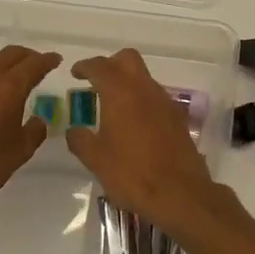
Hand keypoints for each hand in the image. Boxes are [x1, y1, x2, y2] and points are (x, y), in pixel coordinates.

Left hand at [0, 43, 62, 221]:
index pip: (34, 64)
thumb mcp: (21, 151)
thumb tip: (38, 120)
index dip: (47, 60)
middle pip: (10, 53)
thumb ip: (35, 130)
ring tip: (0, 73)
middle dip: (26, 57)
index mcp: (9, 87)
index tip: (55, 59)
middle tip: (34, 65)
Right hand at [66, 48, 223, 232]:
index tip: (75, 73)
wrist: (180, 194)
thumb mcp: (96, 160)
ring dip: (127, 83)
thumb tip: (74, 131)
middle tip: (96, 83)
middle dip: (110, 65)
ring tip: (112, 107)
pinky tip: (134, 124)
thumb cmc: (132, 174)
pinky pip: (155, 97)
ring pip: (143, 77)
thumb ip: (80, 140)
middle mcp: (144, 89)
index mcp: (120, 93)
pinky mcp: (177, 118)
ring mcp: (165, 102)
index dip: (85, 67)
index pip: (100, 66)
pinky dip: (141, 100)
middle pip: (127, 59)